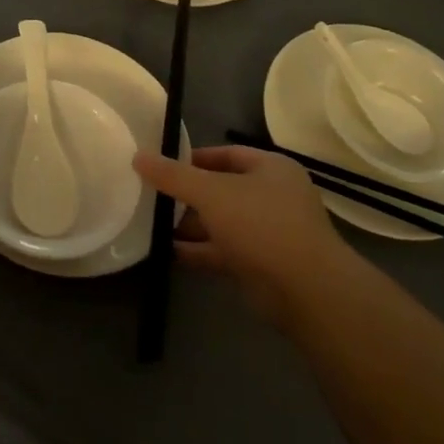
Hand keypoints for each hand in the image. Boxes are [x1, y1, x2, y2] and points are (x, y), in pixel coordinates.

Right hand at [134, 145, 360, 327]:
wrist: (305, 289)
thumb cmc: (260, 224)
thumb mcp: (210, 192)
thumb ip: (173, 175)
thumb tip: (138, 155)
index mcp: (271, 169)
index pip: (227, 154)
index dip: (193, 158)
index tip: (161, 165)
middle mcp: (273, 196)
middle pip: (222, 189)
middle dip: (187, 195)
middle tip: (151, 195)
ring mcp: (269, 232)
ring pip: (221, 222)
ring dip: (190, 225)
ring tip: (151, 224)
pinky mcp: (261, 264)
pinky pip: (223, 251)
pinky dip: (198, 250)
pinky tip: (168, 251)